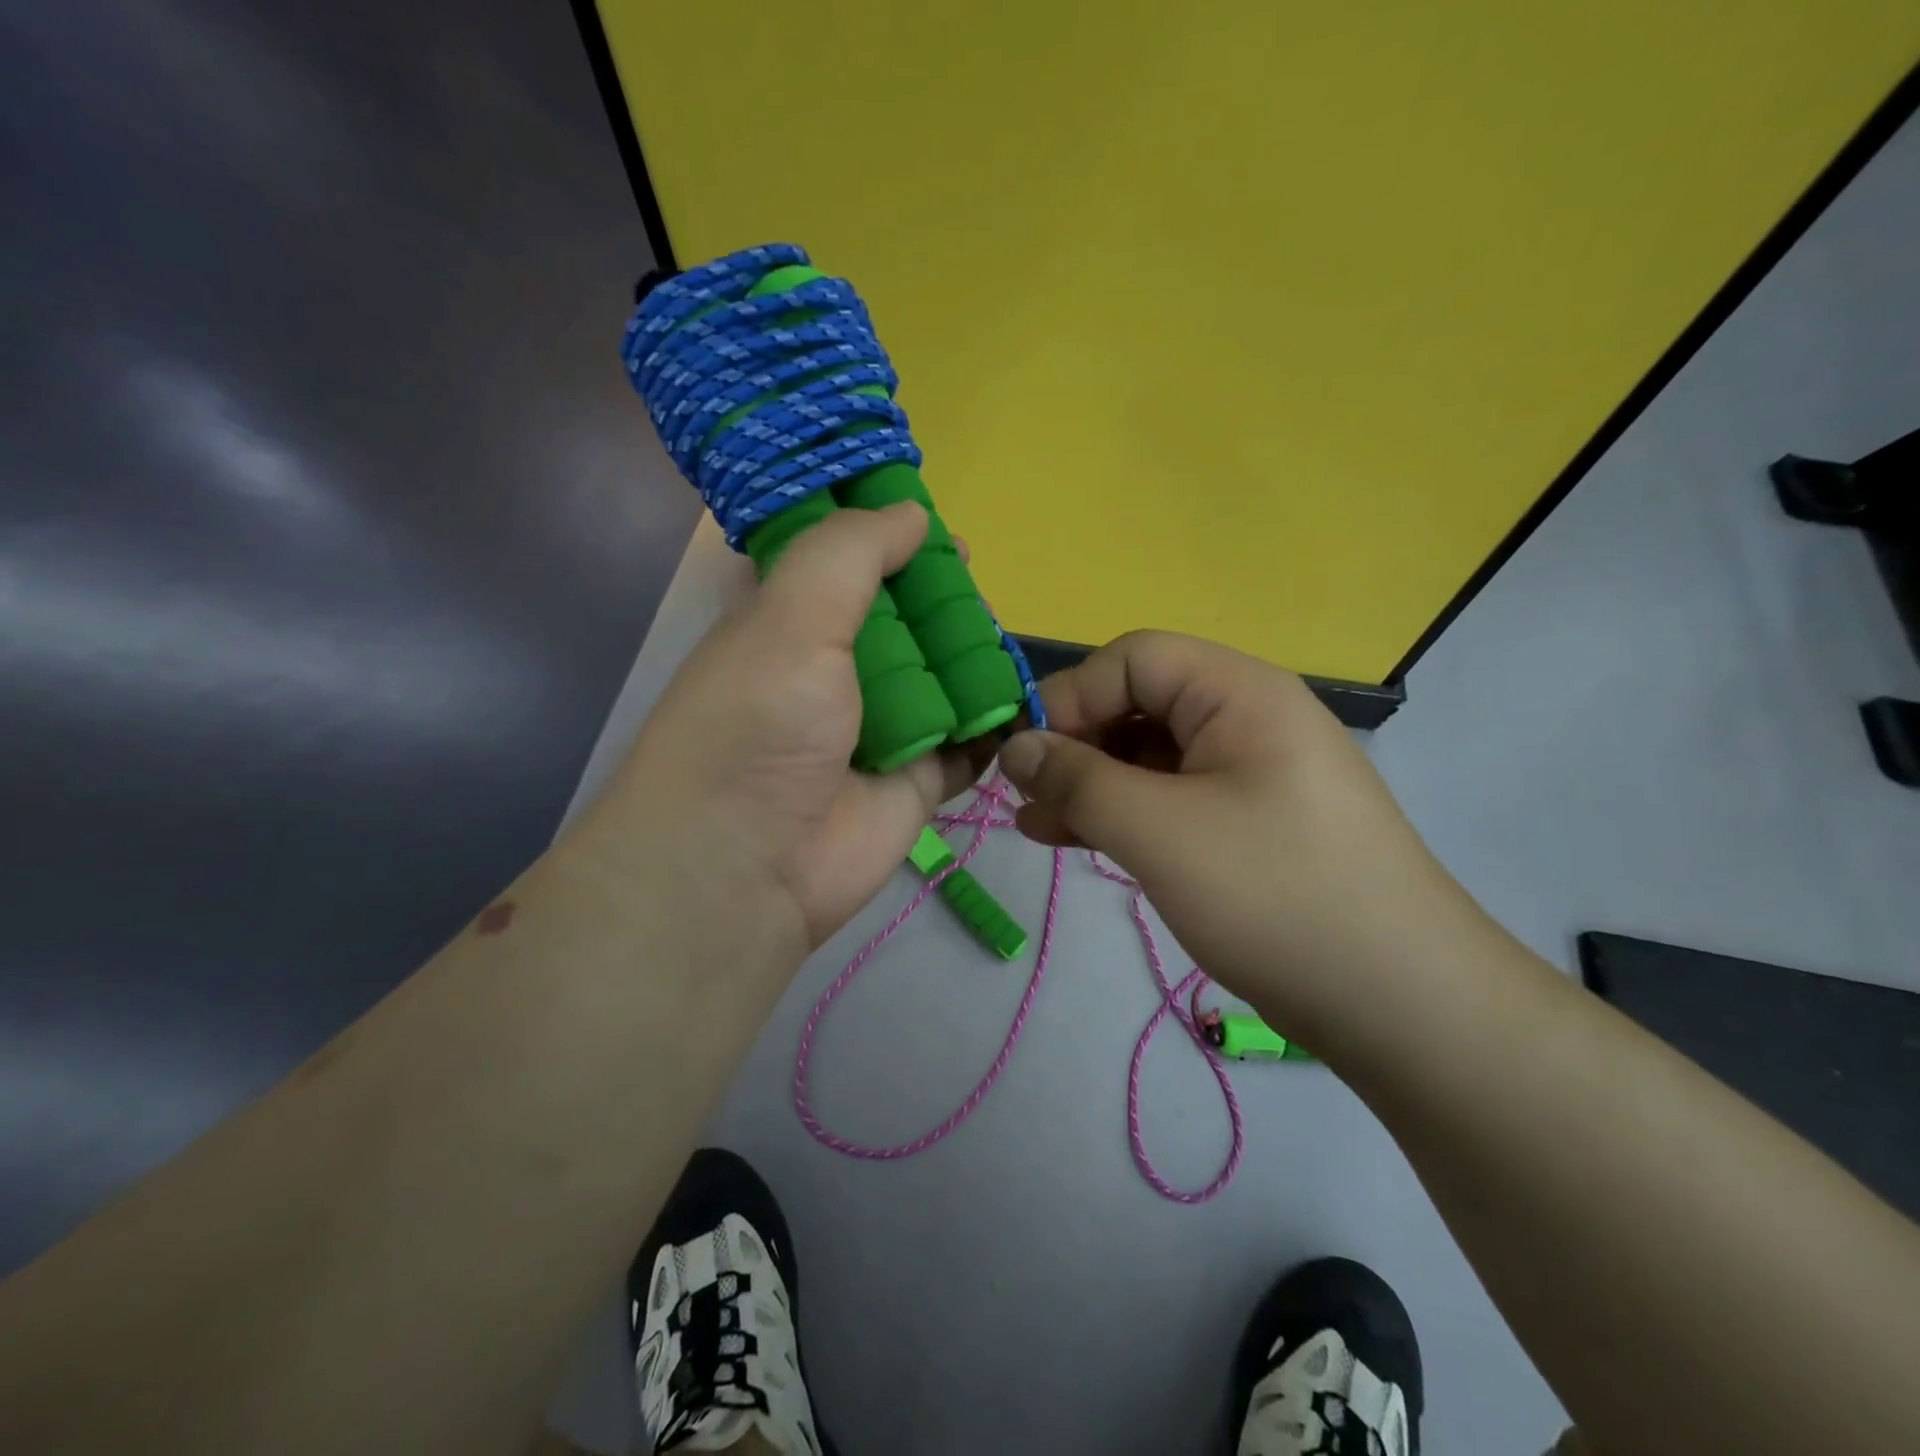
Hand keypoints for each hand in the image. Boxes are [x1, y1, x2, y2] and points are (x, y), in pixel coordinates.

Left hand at [602, 503, 983, 962]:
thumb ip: (850, 554)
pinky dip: (993, 725)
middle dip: (940, 601)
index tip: (934, 524)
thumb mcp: (792, 617)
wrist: (750, 868)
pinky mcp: (917, 779)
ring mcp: (879, 728)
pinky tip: (1020, 704)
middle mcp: (833, 671)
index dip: (885, 539)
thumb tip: (911, 511)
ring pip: (941, 677)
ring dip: (973, 659)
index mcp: (790, 623)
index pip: (843, 563)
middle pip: (902, 620)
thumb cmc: (760, 725)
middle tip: (977, 587)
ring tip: (1003, 640)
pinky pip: (967, 742)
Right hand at [996, 631, 1488, 1042]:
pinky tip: (1080, 842)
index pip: (1132, 660)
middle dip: (1074, 746)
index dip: (1069, 698)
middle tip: (1023, 798)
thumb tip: (1015, 747)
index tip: (1023, 757)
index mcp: (1238, 693)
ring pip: (1149, 757)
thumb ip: (1077, 780)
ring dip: (1090, 785)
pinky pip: (1170, 799)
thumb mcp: (1158, 831)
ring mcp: (1250, 773)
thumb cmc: (1275, 895)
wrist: (1402, 1005)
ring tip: (1037, 827)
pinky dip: (1123, 815)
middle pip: (1138, 705)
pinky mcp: (1248, 823)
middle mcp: (1247, 718)